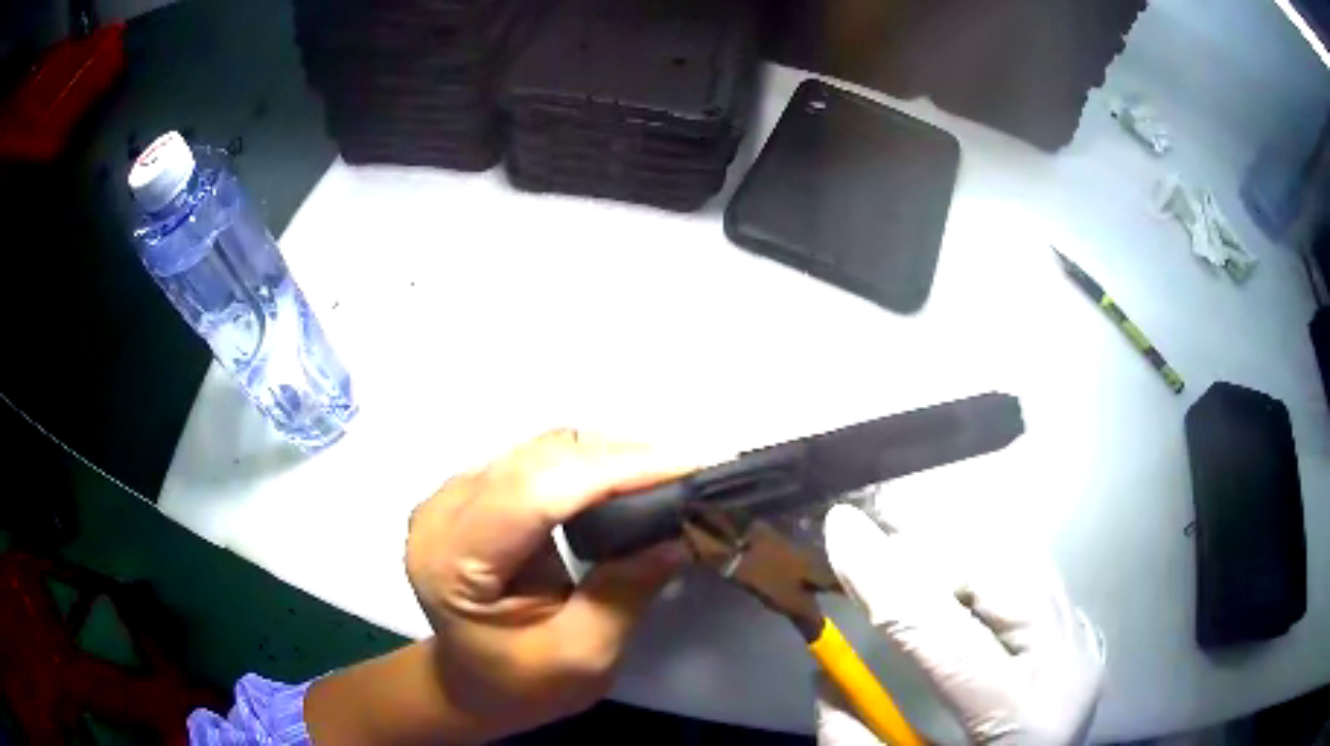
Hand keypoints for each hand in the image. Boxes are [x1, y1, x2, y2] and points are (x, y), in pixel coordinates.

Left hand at [404, 430, 694, 741]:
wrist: (469, 686)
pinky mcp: (472, 494)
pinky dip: (587, 465)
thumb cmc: (517, 686)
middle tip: (688, 473)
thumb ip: (624, 595)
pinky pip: (536, 461)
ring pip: (540, 451)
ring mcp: (452, 496)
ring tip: (664, 474)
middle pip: (538, 460)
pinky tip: (623, 479)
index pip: (536, 493)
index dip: (613, 471)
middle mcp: (442, 512)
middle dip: (619, 457)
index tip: (687, 467)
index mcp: (452, 560)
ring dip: (606, 455)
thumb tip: (677, 537)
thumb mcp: (580, 658)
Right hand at [817, 504, 1102, 745]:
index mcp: (1019, 713)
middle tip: (877, 532)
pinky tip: (956, 568)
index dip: (885, 580)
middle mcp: (1064, 662)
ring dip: (960, 545)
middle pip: (998, 573)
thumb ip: (854, 738)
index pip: (943, 632)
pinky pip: (1036, 573)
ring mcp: (1080, 640)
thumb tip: (823, 674)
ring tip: (909, 541)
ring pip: (1024, 559)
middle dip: (930, 544)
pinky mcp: (1081, 632)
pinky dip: (990, 560)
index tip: (841, 528)